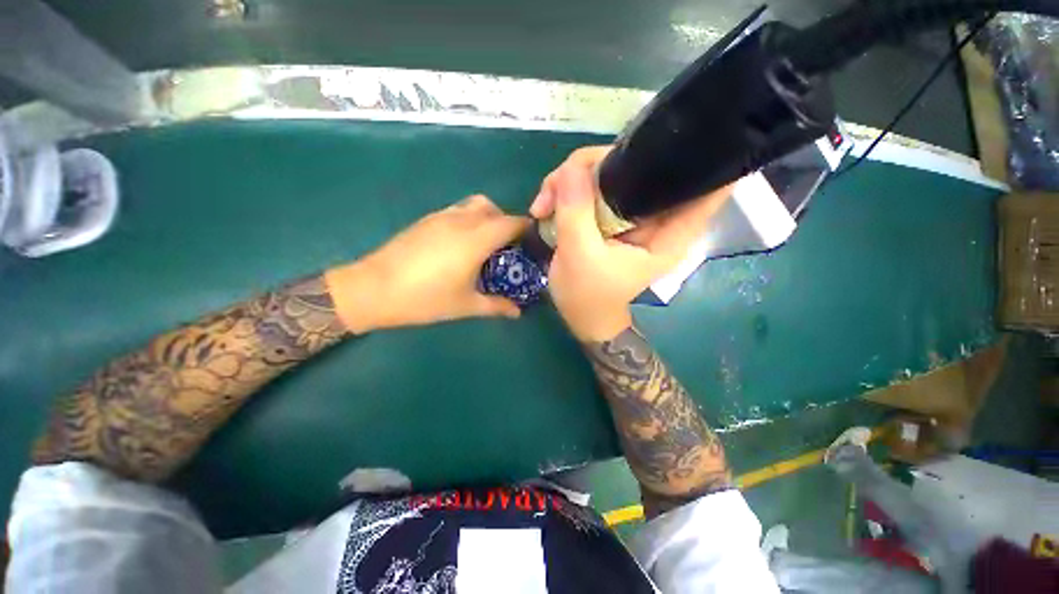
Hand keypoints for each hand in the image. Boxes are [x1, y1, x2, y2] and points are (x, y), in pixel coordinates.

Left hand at [325, 195, 529, 332]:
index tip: (532, 241)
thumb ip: (496, 306)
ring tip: (485, 244)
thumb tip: (518, 313)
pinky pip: (457, 210)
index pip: (511, 223)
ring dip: (487, 218)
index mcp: (476, 239)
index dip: (526, 229)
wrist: (374, 289)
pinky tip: (461, 245)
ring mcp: (441, 216)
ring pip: (474, 205)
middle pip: (493, 208)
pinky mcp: (426, 220)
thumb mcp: (466, 305)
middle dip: (506, 222)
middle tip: (507, 247)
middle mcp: (461, 220)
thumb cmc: (426, 298)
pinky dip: (469, 220)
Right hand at [531, 147, 731, 341]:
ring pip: (605, 172)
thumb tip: (570, 168)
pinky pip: (588, 187)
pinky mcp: (606, 213)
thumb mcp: (579, 255)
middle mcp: (652, 214)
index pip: (705, 186)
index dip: (701, 155)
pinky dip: (564, 191)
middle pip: (638, 165)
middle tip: (556, 187)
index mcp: (667, 232)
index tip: (686, 130)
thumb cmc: (587, 295)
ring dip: (569, 181)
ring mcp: (627, 212)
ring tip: (542, 206)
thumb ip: (577, 212)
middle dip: (592, 167)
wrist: (578, 314)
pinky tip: (544, 208)